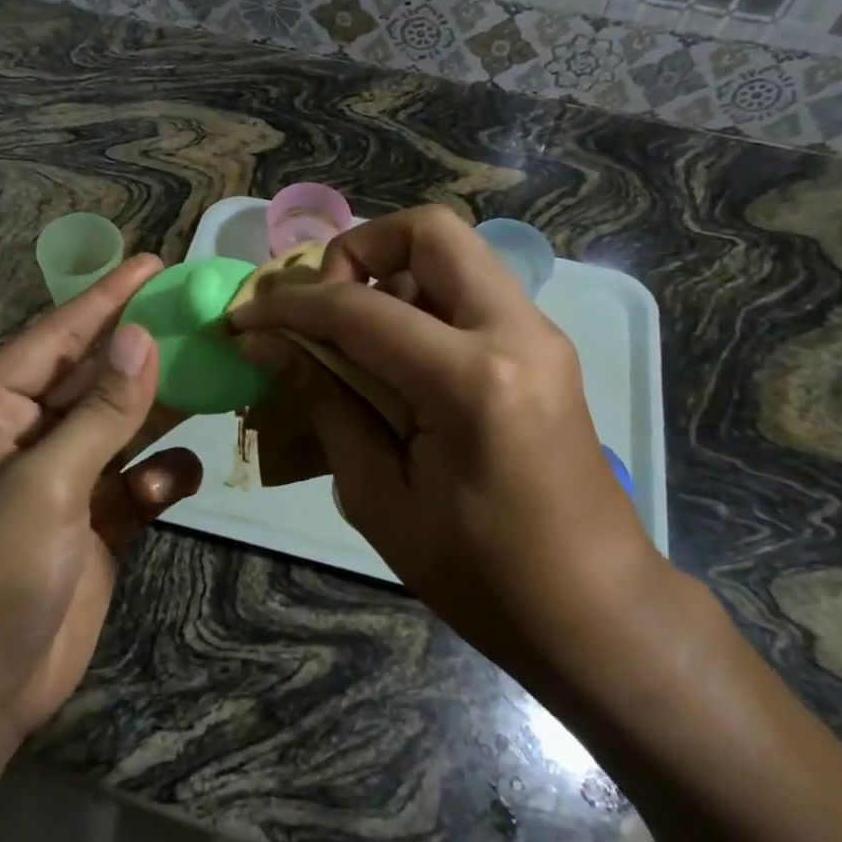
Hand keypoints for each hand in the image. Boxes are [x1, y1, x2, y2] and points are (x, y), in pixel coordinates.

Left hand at [0, 256, 198, 742]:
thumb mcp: (47, 485)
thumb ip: (101, 411)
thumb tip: (142, 336)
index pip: (55, 337)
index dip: (106, 298)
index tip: (154, 263)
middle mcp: (23, 433)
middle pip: (93, 375)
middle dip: (143, 350)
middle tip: (201, 313)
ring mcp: (59, 477)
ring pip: (120, 424)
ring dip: (161, 407)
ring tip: (216, 375)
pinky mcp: (90, 519)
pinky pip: (134, 480)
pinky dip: (159, 476)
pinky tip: (179, 477)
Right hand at [229, 206, 668, 700]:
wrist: (595, 609)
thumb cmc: (481, 575)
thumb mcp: (380, 500)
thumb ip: (326, 405)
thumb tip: (267, 347)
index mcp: (472, 380)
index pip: (360, 310)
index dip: (290, 308)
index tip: (245, 320)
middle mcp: (515, 333)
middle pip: (429, 231)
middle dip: (357, 252)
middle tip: (322, 307)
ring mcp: (538, 334)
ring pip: (454, 254)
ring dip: (391, 274)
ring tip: (352, 336)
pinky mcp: (542, 348)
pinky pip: (470, 292)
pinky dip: (421, 301)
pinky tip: (394, 358)